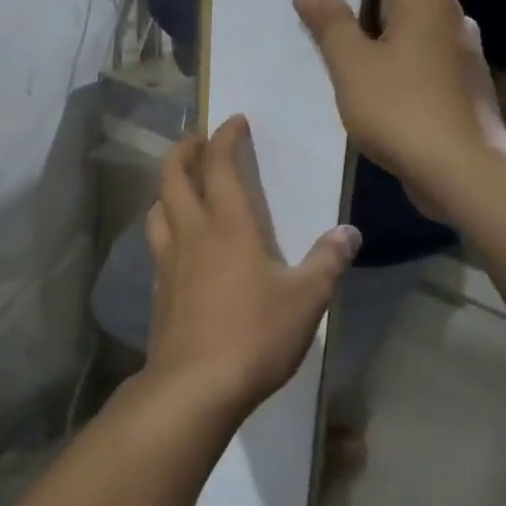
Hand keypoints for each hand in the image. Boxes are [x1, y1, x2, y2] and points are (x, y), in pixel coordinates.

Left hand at [144, 116, 360, 416]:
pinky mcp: (158, 288)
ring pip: (157, 207)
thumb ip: (327, 262)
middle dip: (184, 150)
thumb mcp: (306, 300)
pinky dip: (165, 226)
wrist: (195, 384)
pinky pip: (155, 242)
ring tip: (184, 188)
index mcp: (228, 225)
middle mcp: (191, 232)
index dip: (225, 137)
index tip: (234, 121)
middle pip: (172, 175)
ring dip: (167, 187)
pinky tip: (179, 244)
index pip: (219, 164)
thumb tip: (349, 232)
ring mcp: (167, 260)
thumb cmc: (255, 335)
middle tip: (199, 142)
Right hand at [292, 0, 505, 217]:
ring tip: (335, 58)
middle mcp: (451, 18)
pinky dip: (394, 66)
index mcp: (427, 0)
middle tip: (317, 21)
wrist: (463, 172)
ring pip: (409, 32)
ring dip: (375, 40)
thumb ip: (330, 23)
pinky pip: (420, 61)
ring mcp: (460, 55)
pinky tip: (368, 91)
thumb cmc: (402, 109)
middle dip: (359, 6)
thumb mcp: (352, 65)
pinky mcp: (460, 87)